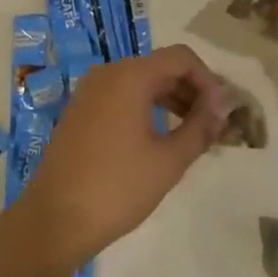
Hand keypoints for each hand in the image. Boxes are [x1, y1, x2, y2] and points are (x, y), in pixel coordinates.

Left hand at [6, 45, 228, 276]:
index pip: (180, 57)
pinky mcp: (81, 110)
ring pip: (141, 82)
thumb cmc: (117, 187)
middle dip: (192, 90)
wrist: (54, 219)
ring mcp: (91, 90)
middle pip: (161, 67)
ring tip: (194, 133)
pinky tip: (161, 138)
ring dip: (171, 100)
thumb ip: (200, 128)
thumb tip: (222, 108)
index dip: (208, 79)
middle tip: (215, 124)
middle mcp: (109, 72)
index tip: (223, 112)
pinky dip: (147, 108)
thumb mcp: (168, 161)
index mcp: (130, 75)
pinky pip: (123, 96)